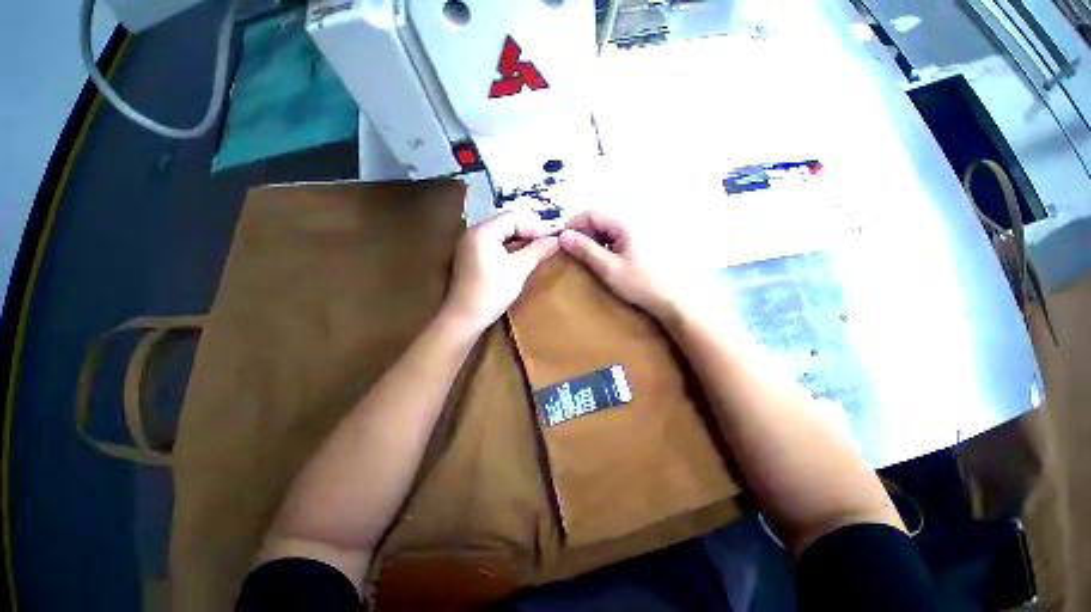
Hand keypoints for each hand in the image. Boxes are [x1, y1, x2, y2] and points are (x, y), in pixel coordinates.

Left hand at [442, 212, 559, 334]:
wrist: (464, 318)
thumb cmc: (492, 291)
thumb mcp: (518, 270)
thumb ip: (537, 251)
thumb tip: (556, 239)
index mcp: (483, 231)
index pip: (512, 218)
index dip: (533, 226)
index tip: (550, 239)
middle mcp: (473, 233)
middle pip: (505, 223)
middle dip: (527, 231)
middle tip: (545, 243)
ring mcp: (470, 245)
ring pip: (500, 234)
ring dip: (519, 239)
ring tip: (536, 249)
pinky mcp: (470, 258)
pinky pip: (493, 245)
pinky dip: (508, 248)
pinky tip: (519, 257)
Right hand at [559, 210, 679, 320]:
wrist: (670, 299)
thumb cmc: (639, 283)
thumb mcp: (608, 268)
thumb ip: (585, 250)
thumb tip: (563, 236)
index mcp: (624, 224)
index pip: (592, 213)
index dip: (574, 224)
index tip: (562, 241)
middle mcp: (631, 223)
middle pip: (599, 220)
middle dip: (582, 232)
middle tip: (571, 250)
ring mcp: (636, 233)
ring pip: (606, 229)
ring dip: (592, 239)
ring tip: (583, 256)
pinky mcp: (639, 243)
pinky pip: (615, 237)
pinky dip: (603, 245)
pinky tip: (600, 258)